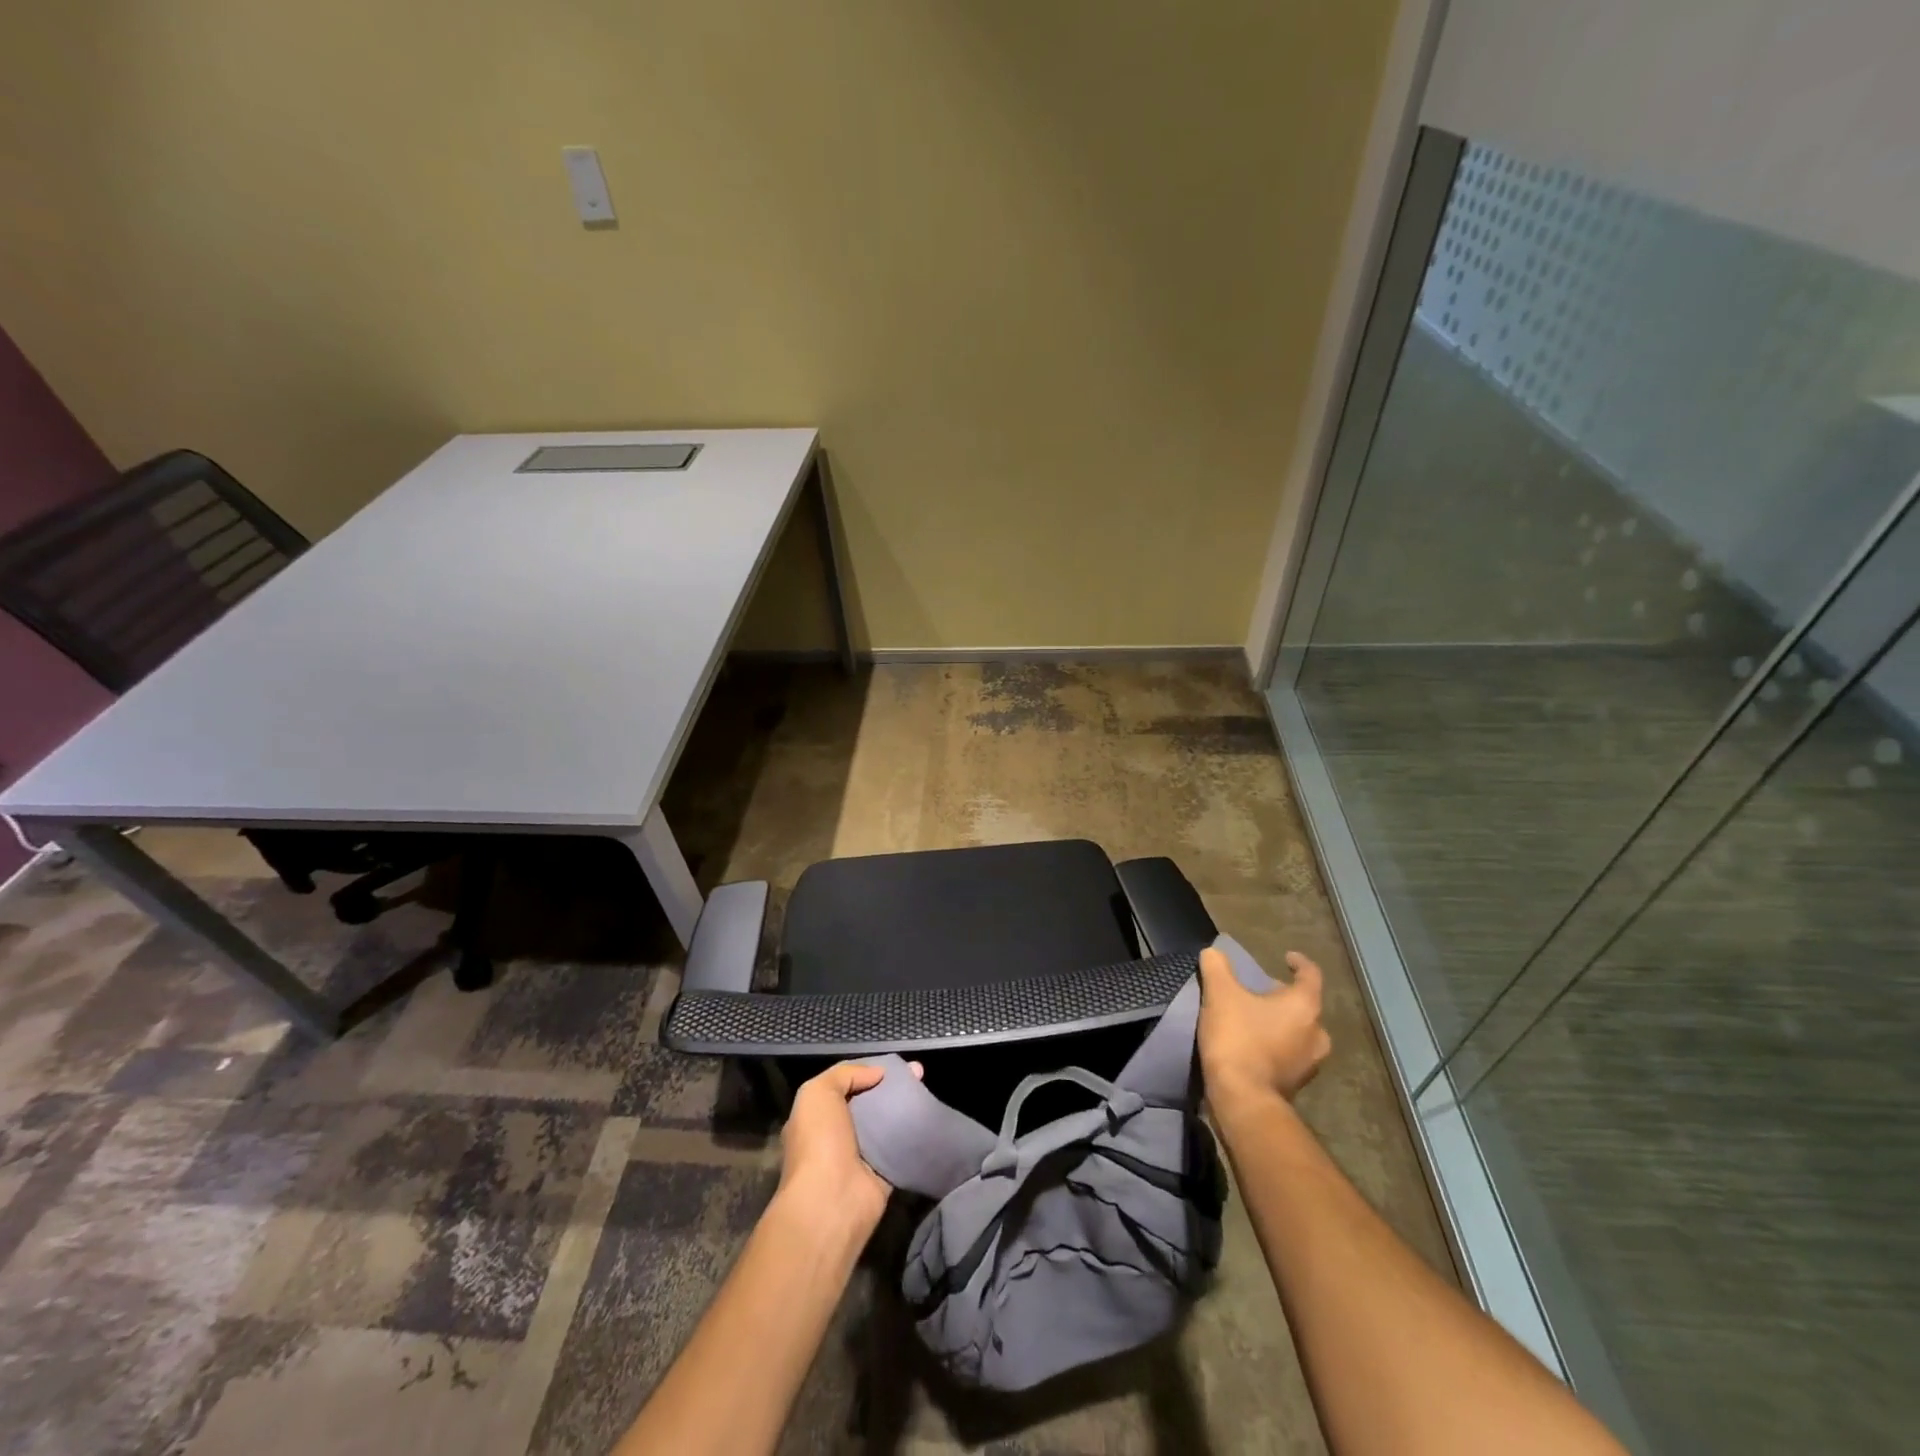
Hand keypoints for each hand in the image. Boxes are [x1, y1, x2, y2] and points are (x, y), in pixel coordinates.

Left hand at [776, 1060, 917, 1239]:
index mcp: (818, 1117)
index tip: (894, 1064)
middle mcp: (838, 1135)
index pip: (846, 1086)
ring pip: (887, 1122)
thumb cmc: (818, 1143)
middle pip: (870, 1102)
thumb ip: (845, 1074)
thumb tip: (878, 1072)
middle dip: (891, 1086)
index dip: (868, 1071)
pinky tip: (930, 1115)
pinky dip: (913, 1133)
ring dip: (905, 1106)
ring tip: (926, 1088)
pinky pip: (901, 1146)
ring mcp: (862, 1155)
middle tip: (919, 1072)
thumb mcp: (818, 1093)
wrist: (831, 1203)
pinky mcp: (884, 1173)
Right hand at [1197, 946, 1331, 1114]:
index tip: (1286, 957)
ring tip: (1253, 1019)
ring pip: (1298, 1032)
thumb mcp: (1220, 994)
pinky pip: (1290, 1054)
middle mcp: (1316, 1033)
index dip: (1299, 963)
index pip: (1311, 975)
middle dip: (1283, 996)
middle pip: (1304, 1005)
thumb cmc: (1238, 1038)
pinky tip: (1253, 1045)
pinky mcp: (1297, 1084)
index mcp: (1304, 1006)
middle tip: (1258, 991)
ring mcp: (1310, 1063)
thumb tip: (1213, 952)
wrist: (1243, 1099)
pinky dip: (1276, 1045)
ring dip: (1280, 1022)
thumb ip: (1217, 967)